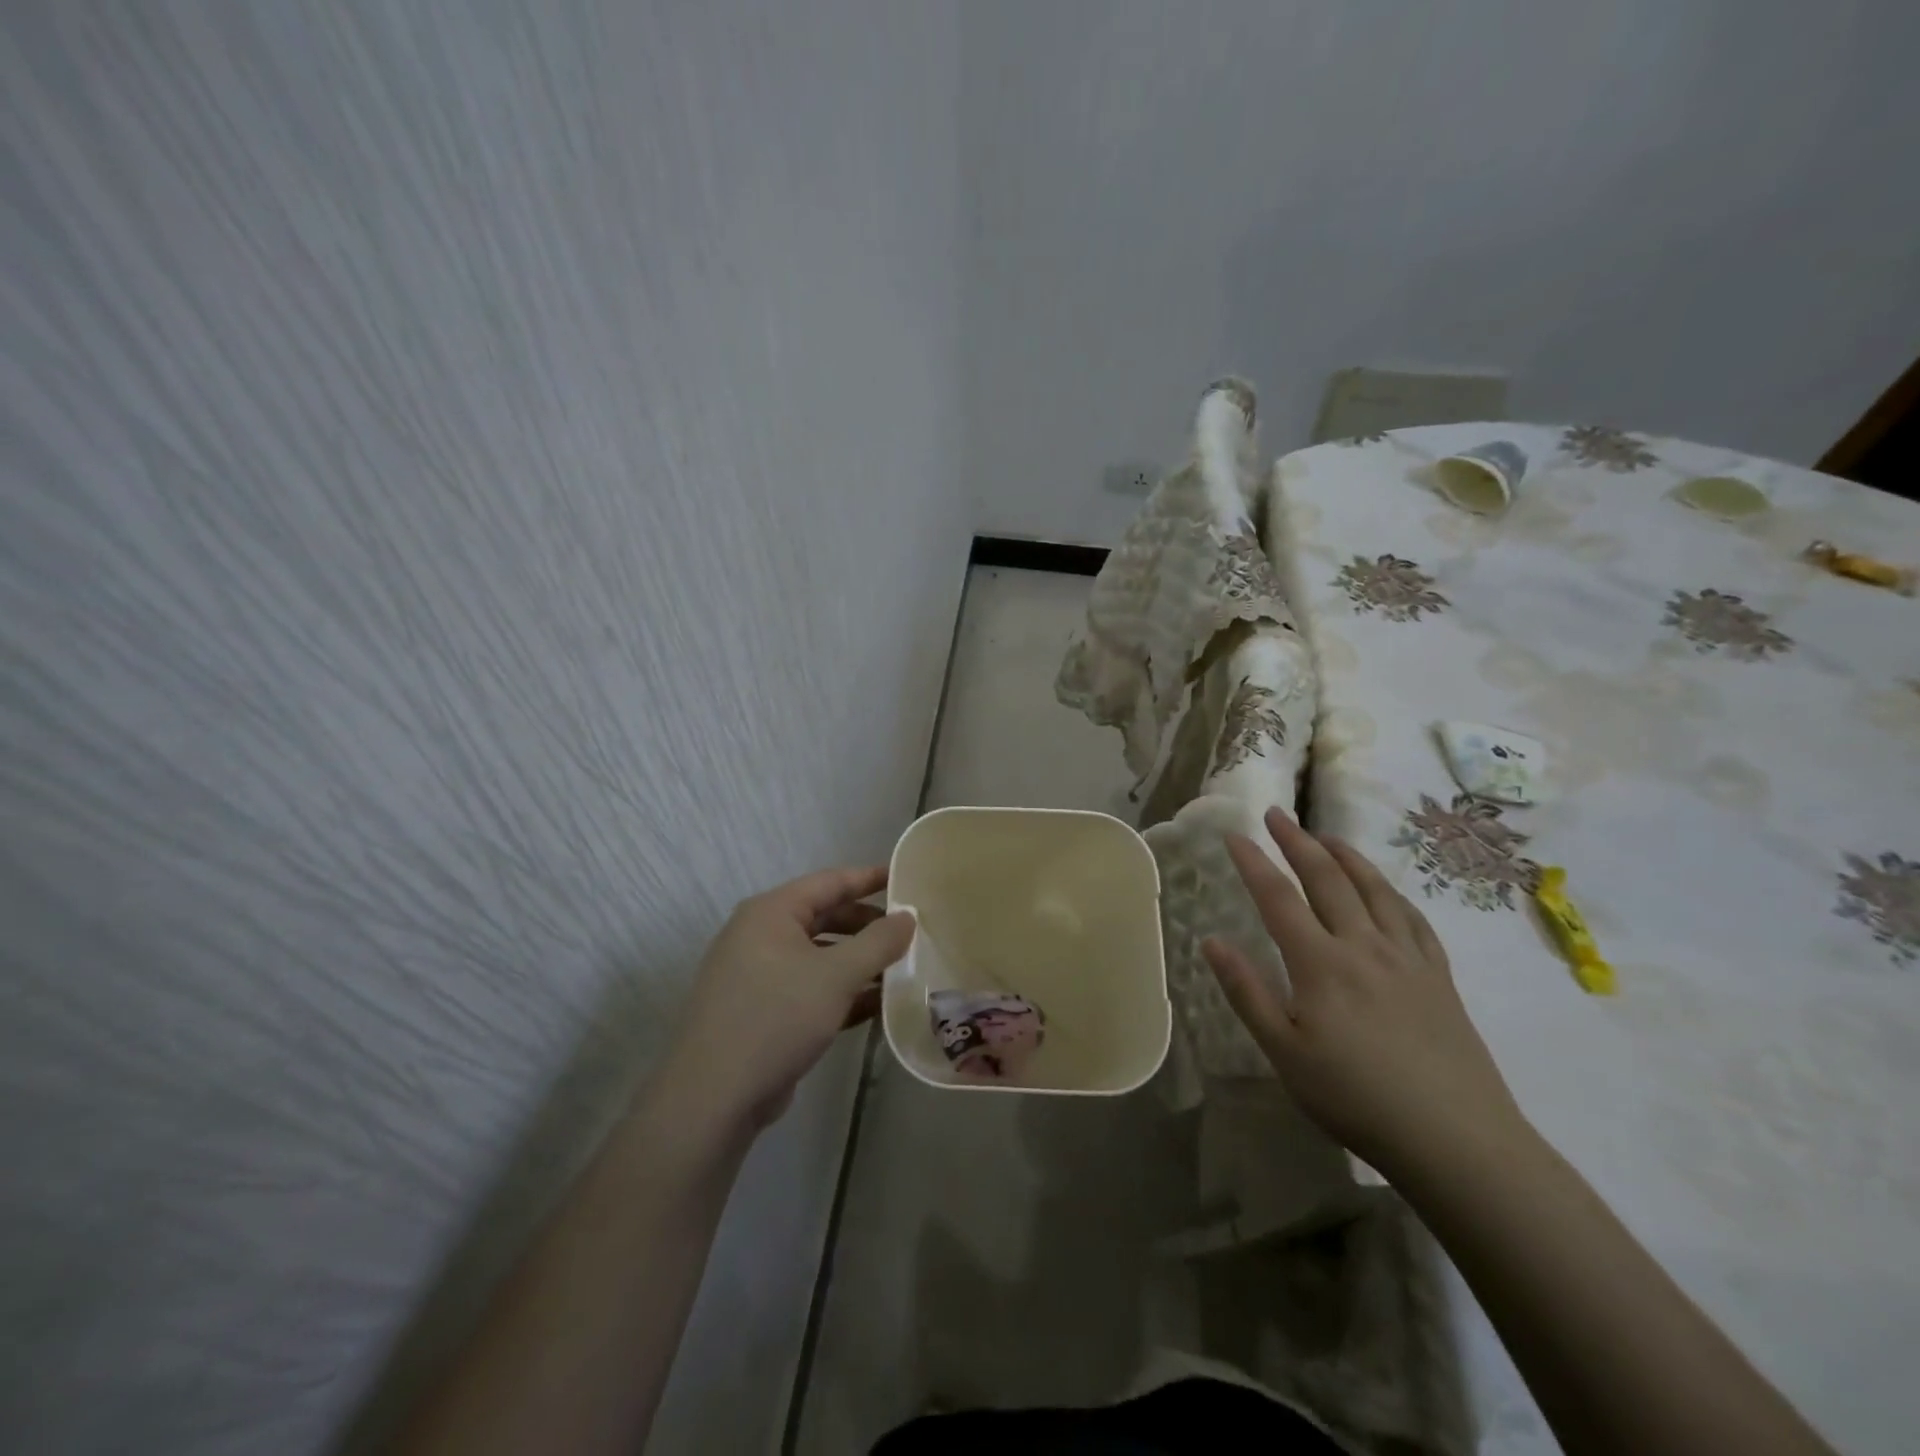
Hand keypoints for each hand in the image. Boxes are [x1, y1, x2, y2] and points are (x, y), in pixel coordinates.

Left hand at [659, 866, 914, 1135]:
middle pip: (825, 918)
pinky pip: (810, 989)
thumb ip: (878, 942)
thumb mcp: (837, 976)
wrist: (713, 1097)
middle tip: (909, 931)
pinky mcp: (763, 1012)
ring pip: (820, 957)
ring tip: (902, 969)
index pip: (830, 882)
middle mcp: (761, 936)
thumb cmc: (776, 1017)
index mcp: (771, 913)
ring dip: (859, 962)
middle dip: (868, 925)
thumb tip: (908, 916)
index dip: (869, 878)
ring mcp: (759, 975)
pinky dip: (842, 993)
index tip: (906, 878)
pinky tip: (878, 1005)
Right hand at [1201, 807, 1524, 1179]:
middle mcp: (1363, 945)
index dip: (1253, 862)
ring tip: (1326, 836)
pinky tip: (1385, 889)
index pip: (1278, 897)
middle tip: (1277, 814)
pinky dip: (1391, 892)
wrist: (1457, 1140)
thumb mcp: (1284, 1052)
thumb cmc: (1356, 1098)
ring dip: (1346, 855)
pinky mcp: (1439, 976)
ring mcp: (1407, 957)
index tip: (1234, 833)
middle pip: (1327, 879)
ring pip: (1373, 889)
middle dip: (1297, 841)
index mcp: (1320, 963)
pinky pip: (1412, 918)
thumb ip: (1246, 992)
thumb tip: (1210, 941)